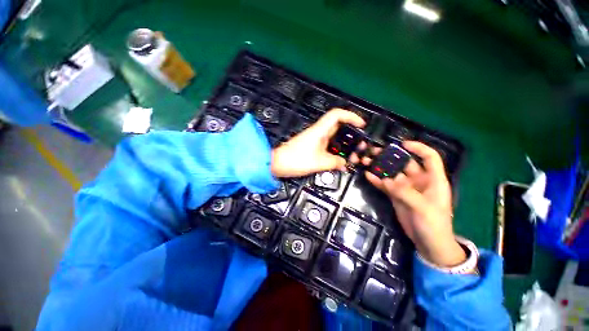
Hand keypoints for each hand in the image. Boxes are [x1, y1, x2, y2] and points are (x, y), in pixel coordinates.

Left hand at [270, 108, 364, 177]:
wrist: (277, 163)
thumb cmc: (296, 160)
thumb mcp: (319, 163)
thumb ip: (335, 162)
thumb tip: (344, 163)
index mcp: (319, 130)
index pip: (337, 114)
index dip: (351, 116)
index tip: (361, 124)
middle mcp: (317, 132)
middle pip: (337, 126)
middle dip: (350, 133)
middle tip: (358, 143)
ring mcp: (314, 139)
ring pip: (333, 137)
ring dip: (343, 144)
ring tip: (351, 153)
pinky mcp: (311, 146)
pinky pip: (327, 145)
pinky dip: (334, 151)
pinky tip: (338, 160)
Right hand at [364, 141, 465, 266]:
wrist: (428, 243)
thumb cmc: (434, 224)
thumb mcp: (423, 208)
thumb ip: (404, 192)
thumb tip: (386, 180)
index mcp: (433, 179)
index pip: (429, 157)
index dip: (418, 148)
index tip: (402, 144)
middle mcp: (418, 180)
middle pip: (405, 163)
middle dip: (391, 157)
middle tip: (375, 152)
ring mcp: (405, 188)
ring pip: (392, 173)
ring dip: (380, 168)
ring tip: (367, 161)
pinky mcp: (395, 196)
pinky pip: (385, 185)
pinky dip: (377, 180)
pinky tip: (367, 175)